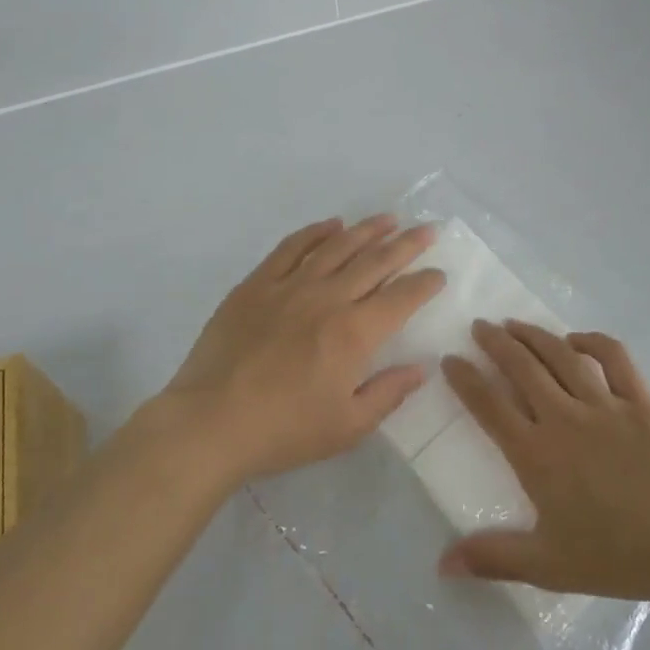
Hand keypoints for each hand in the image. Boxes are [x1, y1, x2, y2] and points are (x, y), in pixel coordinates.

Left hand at [163, 215, 445, 483]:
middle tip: (428, 230)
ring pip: (337, 246)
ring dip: (367, 230)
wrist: (210, 422)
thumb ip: (389, 393)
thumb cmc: (284, 431)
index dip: (425, 283)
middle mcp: (328, 298)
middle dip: (406, 244)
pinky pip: (292, 248)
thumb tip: (421, 366)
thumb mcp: (348, 426)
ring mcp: (290, 286)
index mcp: (354, 333)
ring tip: (388, 218)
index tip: (439, 273)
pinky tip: (331, 225)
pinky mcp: (257, 284)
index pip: (401, 297)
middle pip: (375, 261)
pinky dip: (315, 232)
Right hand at [438, 321, 649, 603]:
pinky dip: (591, 341)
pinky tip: (576, 339)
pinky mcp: (639, 399)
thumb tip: (442, 563)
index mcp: (538, 454)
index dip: (466, 380)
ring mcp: (604, 403)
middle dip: (495, 342)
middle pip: (521, 368)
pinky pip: (612, 357)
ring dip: (533, 335)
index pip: (490, 406)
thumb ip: (495, 558)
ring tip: (514, 323)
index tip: (450, 359)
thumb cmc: (621, 554)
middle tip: (479, 325)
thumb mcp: (551, 567)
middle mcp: (564, 417)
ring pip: (559, 355)